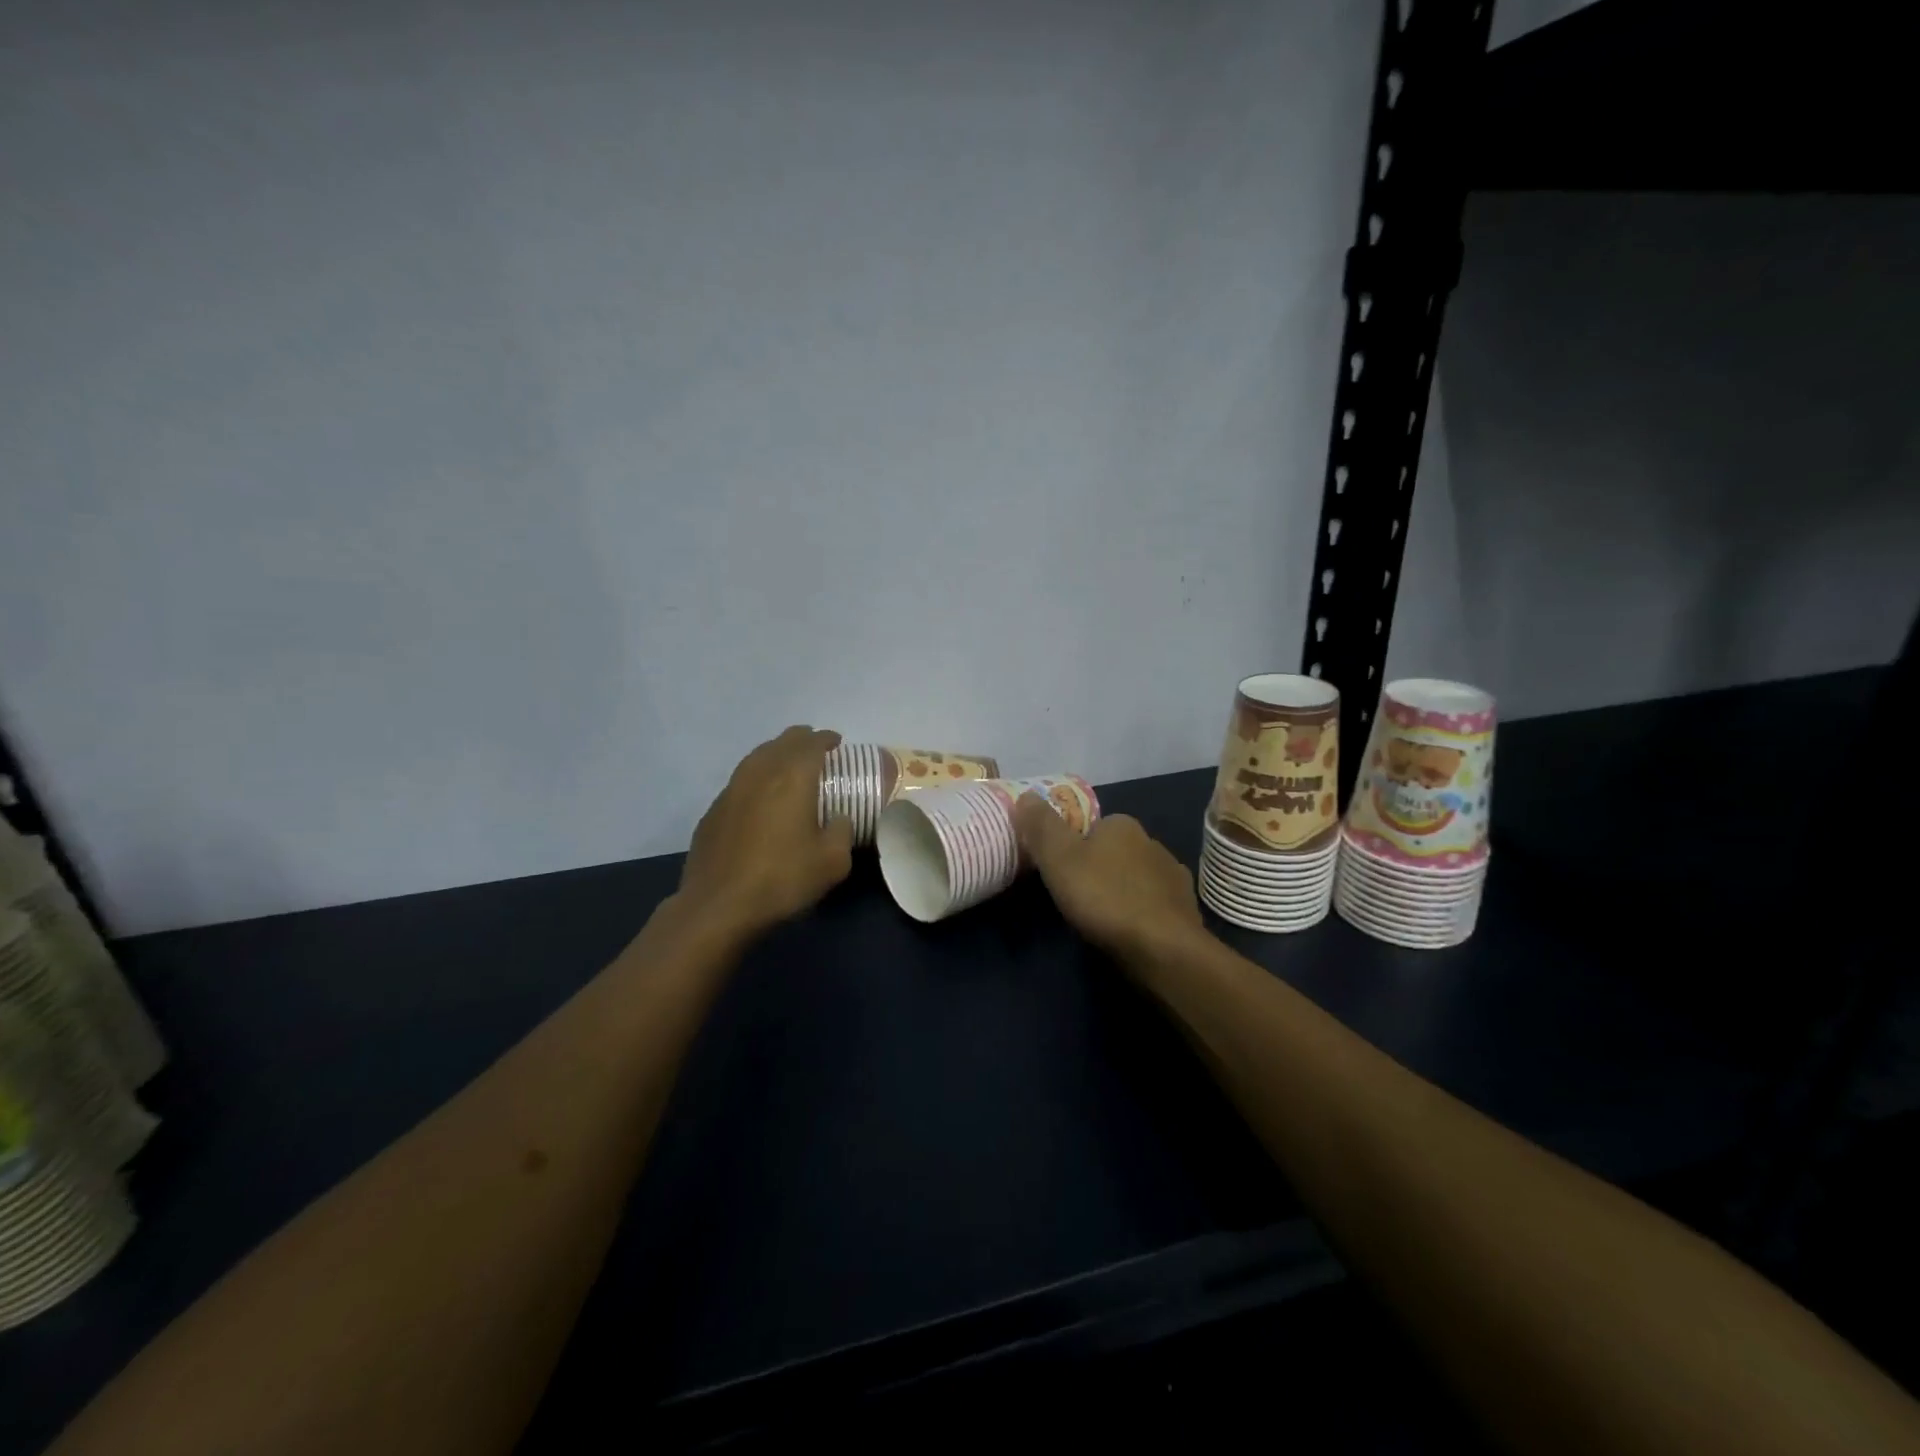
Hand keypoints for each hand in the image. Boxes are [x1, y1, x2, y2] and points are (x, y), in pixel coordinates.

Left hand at [677, 726, 854, 942]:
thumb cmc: (782, 879)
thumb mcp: (832, 862)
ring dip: (775, 754)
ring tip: (788, 765)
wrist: (718, 907)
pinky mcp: (712, 812)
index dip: (826, 739)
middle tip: (815, 747)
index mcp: (792, 778)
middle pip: (781, 743)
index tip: (837, 742)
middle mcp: (759, 774)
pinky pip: (740, 781)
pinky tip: (761, 797)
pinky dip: (757, 778)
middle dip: (800, 739)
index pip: (811, 744)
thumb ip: (841, 832)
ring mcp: (731, 791)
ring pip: (756, 757)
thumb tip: (837, 819)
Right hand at [1013, 795, 1203, 963]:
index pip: (1092, 826)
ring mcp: (1173, 875)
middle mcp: (1152, 842)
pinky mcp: (1185, 908)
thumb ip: (1042, 826)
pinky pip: (1156, 903)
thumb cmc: (1104, 897)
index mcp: (1122, 825)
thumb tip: (1026, 794)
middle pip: (1115, 851)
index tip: (1059, 870)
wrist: (1163, 948)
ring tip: (1102, 918)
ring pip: (1137, 877)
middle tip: (1076, 897)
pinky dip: (1143, 912)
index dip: (1073, 845)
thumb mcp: (1059, 859)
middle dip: (1099, 868)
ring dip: (1122, 890)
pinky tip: (1131, 931)